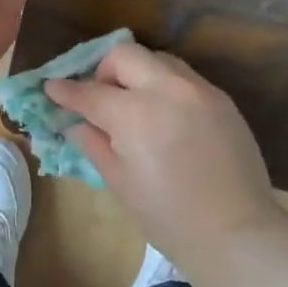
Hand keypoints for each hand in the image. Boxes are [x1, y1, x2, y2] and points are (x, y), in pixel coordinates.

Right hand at [43, 42, 283, 255]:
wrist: (235, 232)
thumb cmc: (167, 216)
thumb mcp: (119, 182)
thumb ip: (94, 143)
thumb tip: (75, 123)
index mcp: (135, 113)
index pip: (90, 91)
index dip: (65, 90)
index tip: (52, 88)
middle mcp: (167, 89)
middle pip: (124, 54)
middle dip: (103, 70)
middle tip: (100, 97)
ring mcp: (199, 90)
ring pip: (158, 59)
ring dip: (138, 73)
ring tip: (135, 104)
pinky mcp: (222, 99)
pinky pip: (185, 78)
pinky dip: (165, 86)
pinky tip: (166, 117)